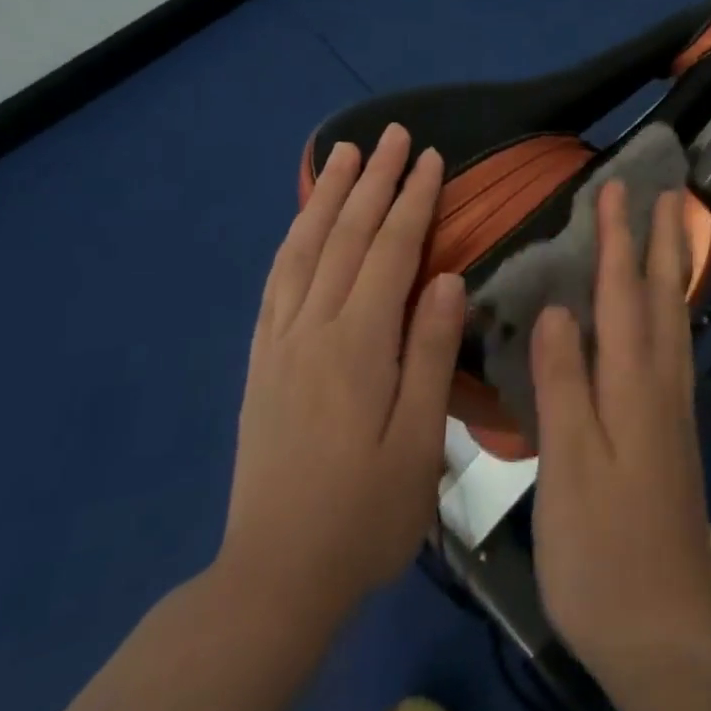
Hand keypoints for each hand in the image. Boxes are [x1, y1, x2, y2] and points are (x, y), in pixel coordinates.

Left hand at [218, 124, 465, 622]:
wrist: (276, 574)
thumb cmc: (366, 512)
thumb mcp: (420, 441)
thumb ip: (430, 352)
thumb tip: (448, 279)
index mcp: (358, 345)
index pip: (390, 252)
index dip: (412, 202)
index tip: (431, 160)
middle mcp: (313, 328)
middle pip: (346, 237)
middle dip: (373, 181)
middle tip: (393, 136)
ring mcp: (280, 342)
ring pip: (305, 250)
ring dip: (328, 197)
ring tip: (344, 155)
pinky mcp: (262, 361)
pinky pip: (276, 282)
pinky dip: (293, 240)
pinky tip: (303, 224)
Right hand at [529, 182, 710, 680]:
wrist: (663, 633)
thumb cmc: (601, 551)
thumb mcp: (569, 467)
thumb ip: (563, 384)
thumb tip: (557, 309)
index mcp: (633, 389)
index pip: (624, 296)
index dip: (618, 241)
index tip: (616, 189)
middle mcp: (661, 388)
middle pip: (663, 299)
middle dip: (661, 242)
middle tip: (667, 194)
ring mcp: (674, 413)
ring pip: (676, 323)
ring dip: (673, 272)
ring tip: (673, 236)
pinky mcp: (674, 436)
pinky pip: (675, 351)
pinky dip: (672, 314)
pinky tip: (667, 317)